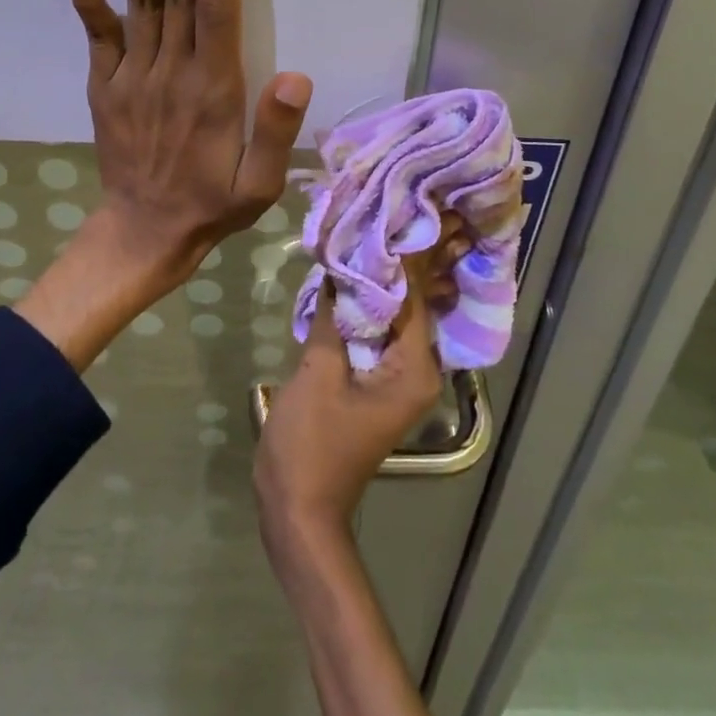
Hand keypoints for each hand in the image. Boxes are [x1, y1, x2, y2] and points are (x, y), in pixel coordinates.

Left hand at [70, 0, 312, 279]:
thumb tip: (297, 76)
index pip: (219, 10)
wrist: (144, 233)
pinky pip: (97, 38)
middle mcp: (171, 72)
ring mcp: (132, 76)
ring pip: (138, 4)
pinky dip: (88, 2)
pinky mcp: (104, 86)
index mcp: (214, 89)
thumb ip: (276, 132)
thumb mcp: (261, 185)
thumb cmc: (213, 205)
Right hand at [253, 218, 471, 551]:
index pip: (414, 296)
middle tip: (399, 208)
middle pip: (412, 303)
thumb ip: (331, 316)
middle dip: (405, 260)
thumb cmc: (311, 443)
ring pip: (394, 315)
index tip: (398, 208)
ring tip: (377, 228)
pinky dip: (368, 303)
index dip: (405, 253)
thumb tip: (337, 265)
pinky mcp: (377, 381)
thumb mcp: (318, 373)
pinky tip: (352, 273)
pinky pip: (378, 331)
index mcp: (414, 368)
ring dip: (384, 278)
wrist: (298, 508)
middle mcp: (416, 370)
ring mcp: (397, 378)